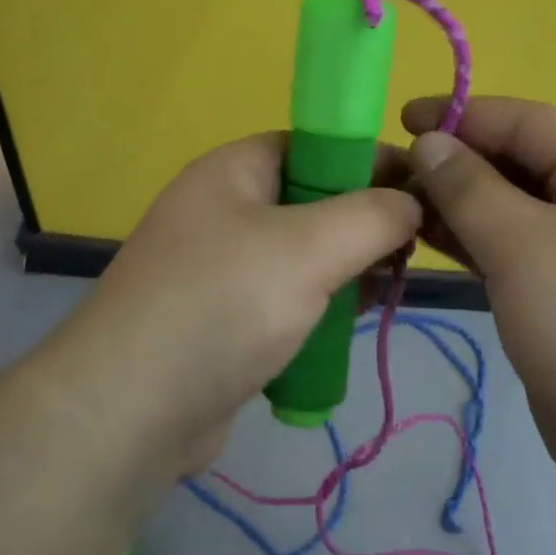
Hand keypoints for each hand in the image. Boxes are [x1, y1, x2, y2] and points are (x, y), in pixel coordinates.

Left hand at [50, 133, 420, 476]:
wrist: (130, 410)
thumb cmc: (223, 305)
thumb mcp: (310, 247)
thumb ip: (372, 216)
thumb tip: (411, 202)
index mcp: (234, 170)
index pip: (316, 145)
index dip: (371, 161)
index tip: (425, 191)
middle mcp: (224, 209)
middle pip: (313, 200)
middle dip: (364, 222)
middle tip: (412, 250)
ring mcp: (219, 266)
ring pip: (302, 254)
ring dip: (345, 269)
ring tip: (390, 288)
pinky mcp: (222, 318)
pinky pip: (284, 297)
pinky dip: (317, 306)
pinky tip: (349, 324)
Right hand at [402, 96, 555, 485]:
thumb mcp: (525, 247)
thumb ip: (470, 187)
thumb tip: (428, 141)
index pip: (526, 121)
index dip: (462, 114)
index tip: (399, 117)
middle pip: (515, 161)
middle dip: (453, 162)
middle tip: (387, 172)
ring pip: (507, 207)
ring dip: (454, 202)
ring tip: (394, 204)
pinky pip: (508, 248)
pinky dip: (468, 240)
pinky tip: (423, 239)